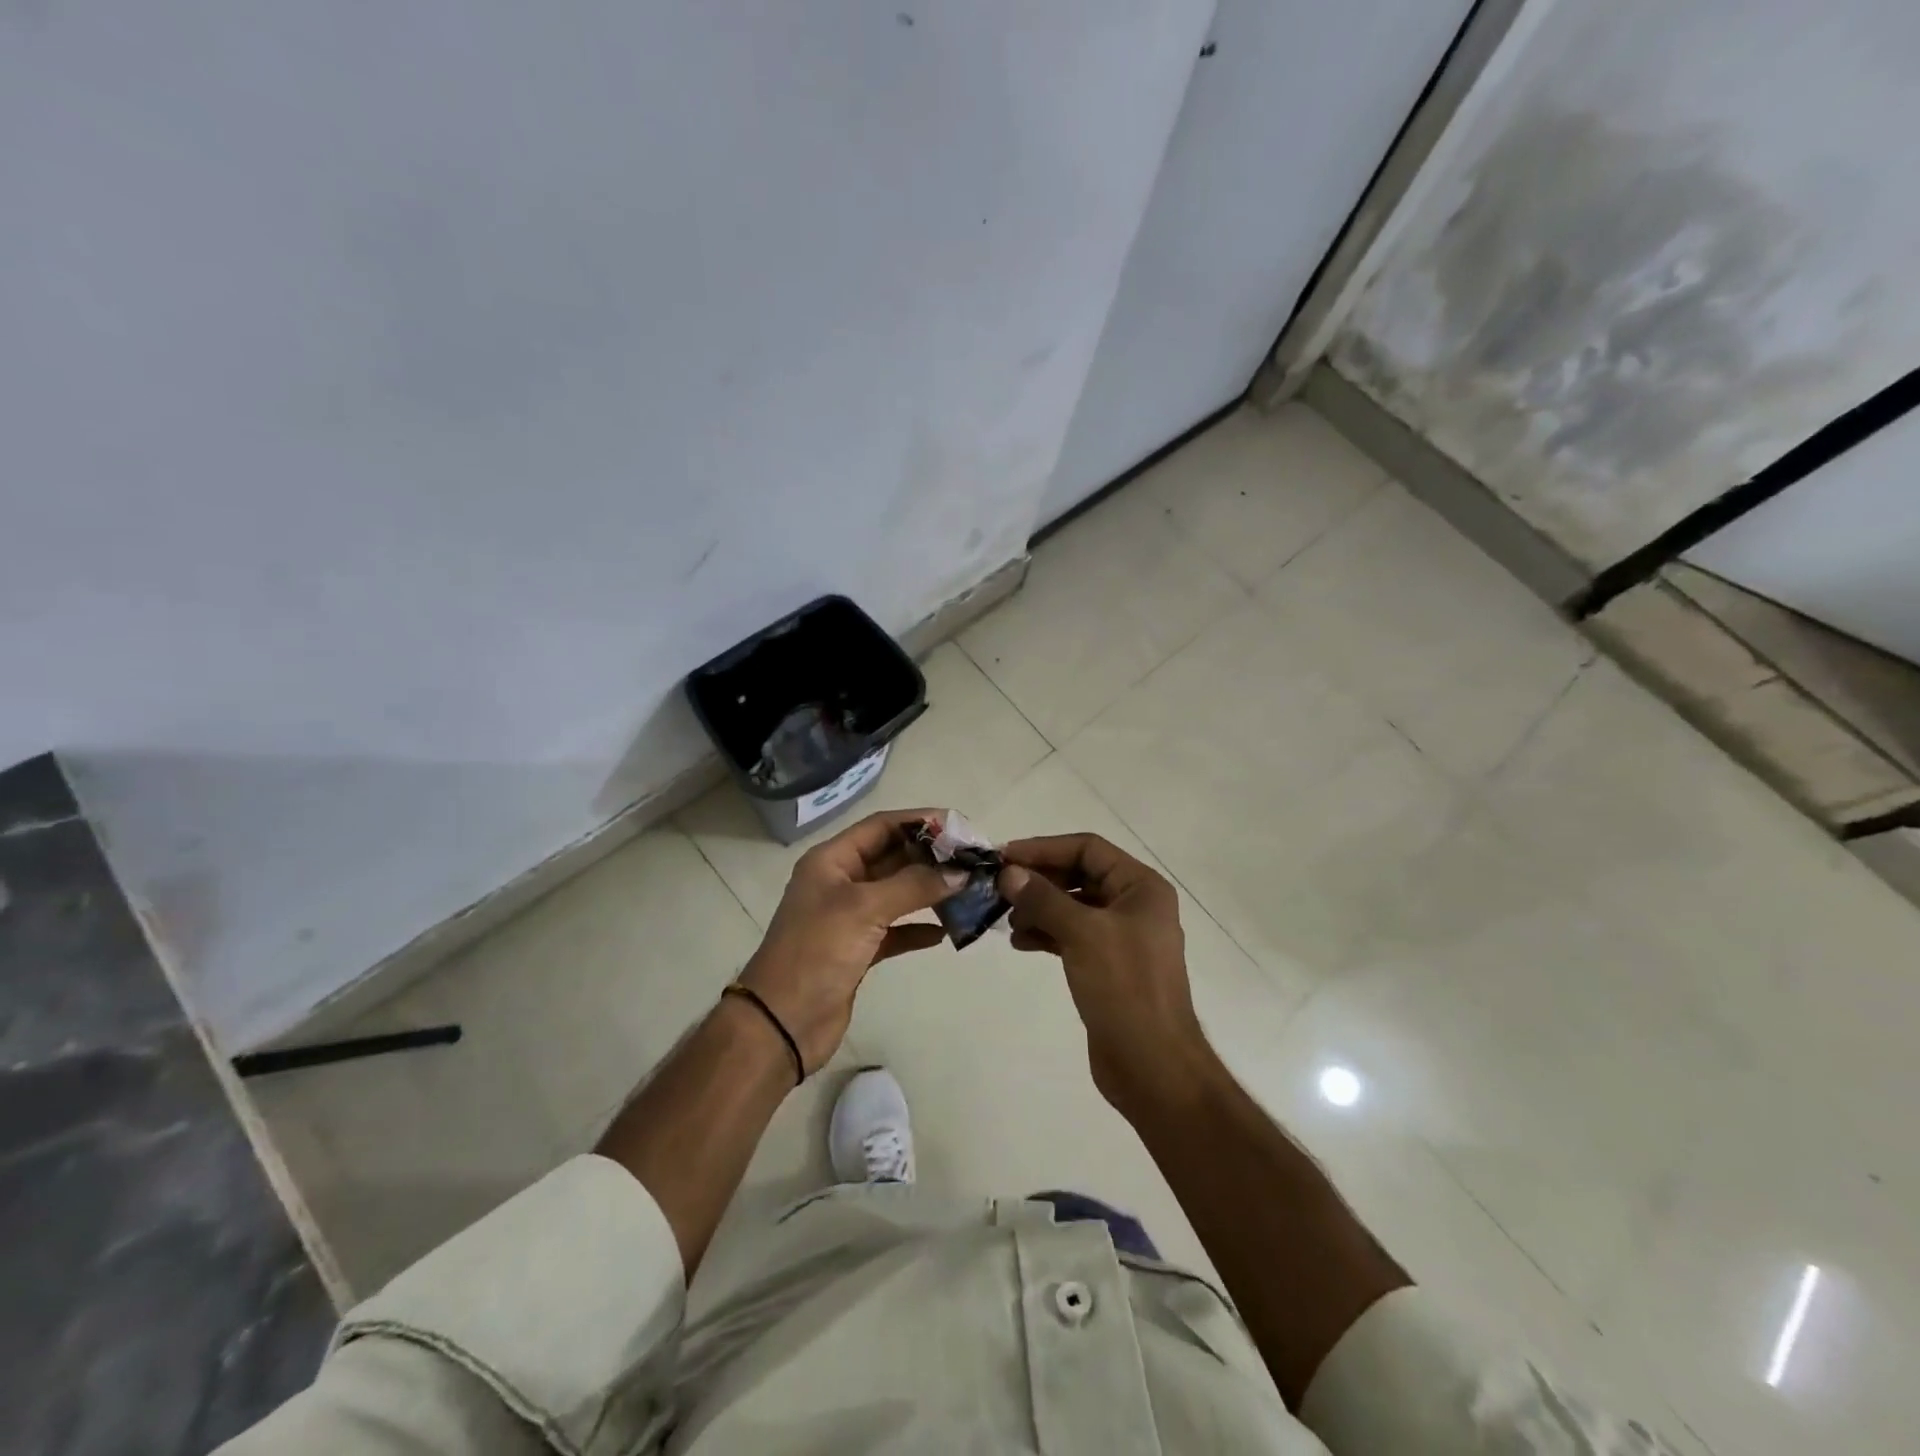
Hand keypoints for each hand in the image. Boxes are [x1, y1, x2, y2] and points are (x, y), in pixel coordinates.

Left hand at [740, 808, 963, 1074]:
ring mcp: (848, 917)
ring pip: (897, 893)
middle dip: (931, 858)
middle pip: (892, 857)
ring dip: (929, 891)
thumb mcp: (864, 909)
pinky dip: (918, 927)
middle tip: (972, 861)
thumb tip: (960, 872)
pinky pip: (895, 929)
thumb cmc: (817, 952)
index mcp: (831, 860)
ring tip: (967, 891)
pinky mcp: (857, 950)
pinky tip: (944, 932)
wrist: (782, 1023)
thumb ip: (914, 885)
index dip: (920, 822)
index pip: (881, 826)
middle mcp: (840, 882)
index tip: (960, 828)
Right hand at [998, 834, 1208, 1116]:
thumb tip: (1008, 873)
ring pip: (1072, 906)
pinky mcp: (1107, 965)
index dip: (1044, 848)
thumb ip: (1043, 898)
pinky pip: (1072, 935)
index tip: (1004, 857)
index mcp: (1141, 887)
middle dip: (1039, 880)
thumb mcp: (1082, 933)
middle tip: (999, 889)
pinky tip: (1020, 942)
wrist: (1152, 1065)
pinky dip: (1046, 934)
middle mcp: (1134, 905)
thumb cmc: (1125, 988)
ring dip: (1038, 908)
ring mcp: (1121, 937)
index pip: (1087, 848)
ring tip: (1007, 921)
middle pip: (1078, 875)